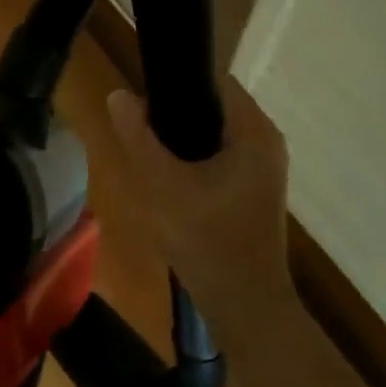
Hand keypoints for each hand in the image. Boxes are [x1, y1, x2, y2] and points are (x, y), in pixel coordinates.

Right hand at [106, 78, 292, 321]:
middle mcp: (266, 142)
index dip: (176, 81)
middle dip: (174, 111)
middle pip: (213, 105)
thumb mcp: (163, 185)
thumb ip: (139, 137)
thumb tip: (119, 94)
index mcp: (254, 132)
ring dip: (181, 136)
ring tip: (146, 151)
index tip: (141, 96)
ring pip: (213, 132)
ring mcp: (263, 167)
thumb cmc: (208, 242)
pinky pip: (219, 154)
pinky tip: (167, 176)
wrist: (245, 306)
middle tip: (137, 128)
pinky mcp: (253, 187)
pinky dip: (193, 156)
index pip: (214, 80)